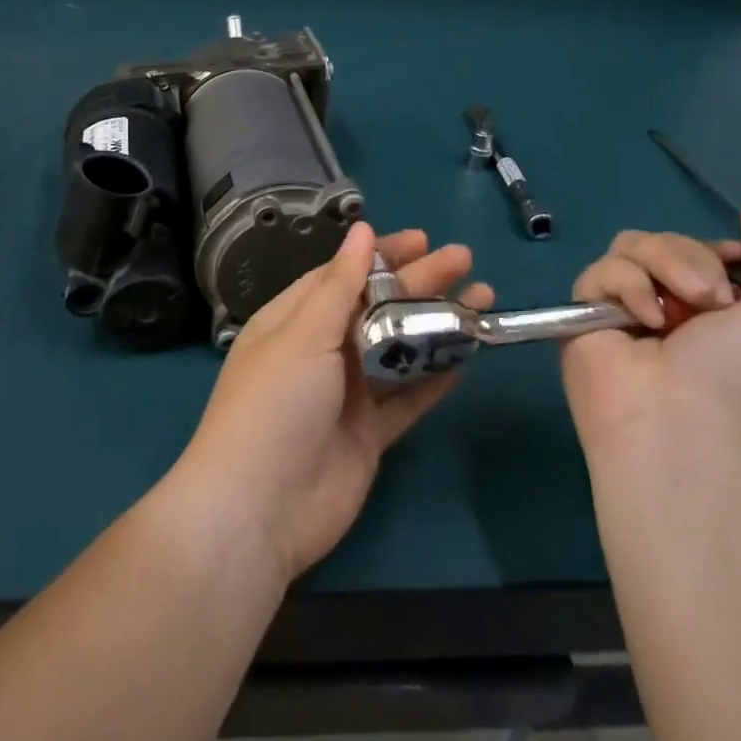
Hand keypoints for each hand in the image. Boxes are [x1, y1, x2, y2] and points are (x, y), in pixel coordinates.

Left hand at [174, 221, 491, 582]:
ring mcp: (346, 395)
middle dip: (419, 281)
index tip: (422, 239)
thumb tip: (361, 229)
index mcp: (294, 320)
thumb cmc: (274, 405)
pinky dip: (435, 376)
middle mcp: (320, 352)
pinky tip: (469, 354)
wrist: (258, 512)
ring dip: (436, 323)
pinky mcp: (369, 435)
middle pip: (377, 307)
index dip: (381, 255)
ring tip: (482, 296)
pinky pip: (408, 397)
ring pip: (398, 349)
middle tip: (464, 258)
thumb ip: (339, 284)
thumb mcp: (303, 333)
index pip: (343, 275)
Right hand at [561, 205, 740, 464]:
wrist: (677, 424)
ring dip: (662, 267)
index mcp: (709, 306)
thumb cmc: (736, 377)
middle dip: (691, 259)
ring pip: (631, 245)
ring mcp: (622, 303)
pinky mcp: (584, 308)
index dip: (715, 248)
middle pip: (666, 239)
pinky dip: (627, 287)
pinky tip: (642, 320)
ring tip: (675, 312)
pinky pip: (601, 270)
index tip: (734, 260)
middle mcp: (665, 300)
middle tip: (710, 300)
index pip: (700, 247)